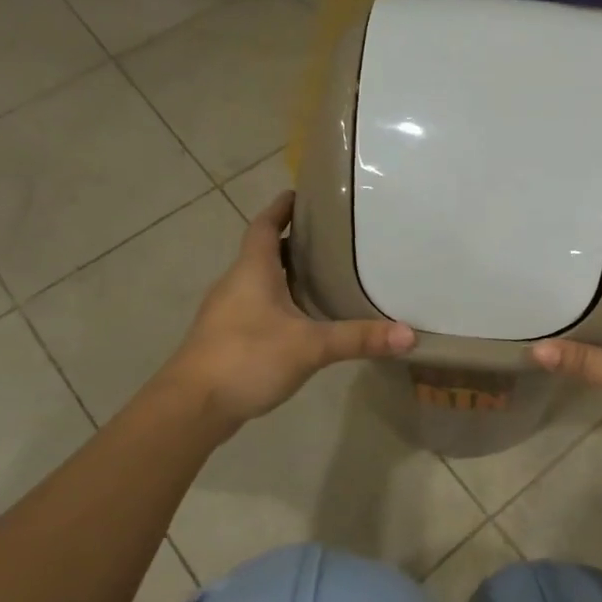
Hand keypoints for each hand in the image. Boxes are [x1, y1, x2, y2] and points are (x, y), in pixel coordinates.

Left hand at [163, 192, 414, 433]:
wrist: (192, 407)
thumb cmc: (247, 358)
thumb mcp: (310, 347)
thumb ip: (358, 338)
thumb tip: (409, 335)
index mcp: (252, 271)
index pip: (265, 225)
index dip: (281, 208)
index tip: (301, 194)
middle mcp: (236, 284)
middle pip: (263, 252)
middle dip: (292, 243)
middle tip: (330, 239)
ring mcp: (226, 312)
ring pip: (259, 282)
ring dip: (285, 274)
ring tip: (323, 277)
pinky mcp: (225, 338)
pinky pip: (255, 307)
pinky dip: (278, 303)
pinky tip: (300, 321)